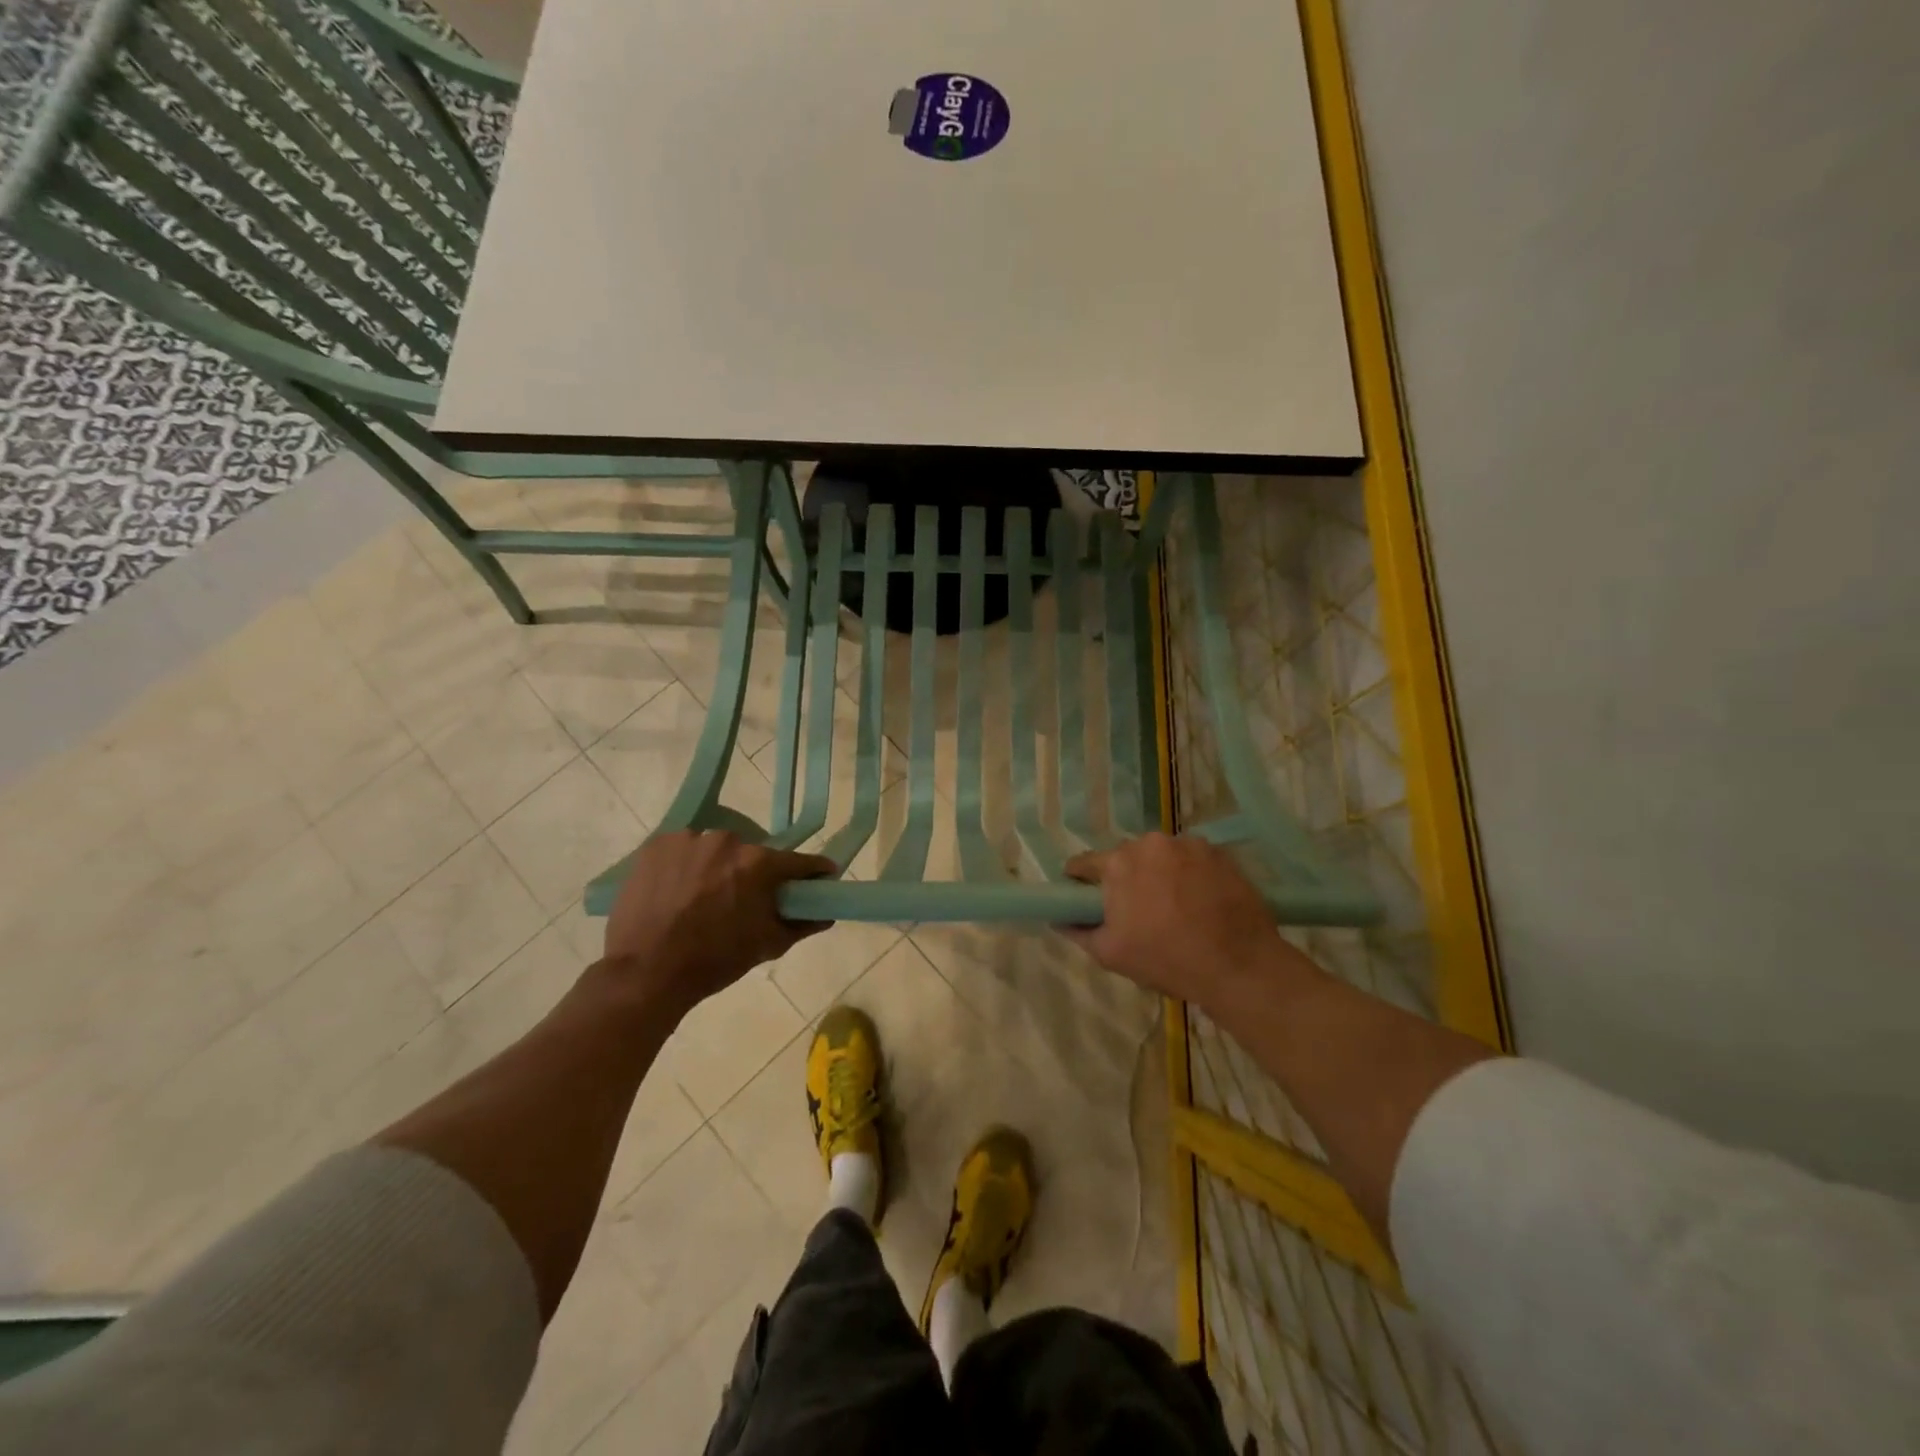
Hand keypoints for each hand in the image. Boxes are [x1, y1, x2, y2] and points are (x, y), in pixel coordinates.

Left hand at [602, 831, 834, 1012]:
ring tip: (701, 897)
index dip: (812, 872)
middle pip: (751, 853)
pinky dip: (685, 865)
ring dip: (716, 867)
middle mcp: (728, 841)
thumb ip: (802, 924)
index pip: (798, 862)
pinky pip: (683, 849)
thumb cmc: (714, 961)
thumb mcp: (767, 945)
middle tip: (743, 899)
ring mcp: (689, 839)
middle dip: (753, 873)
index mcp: (759, 863)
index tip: (820, 878)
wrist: (646, 973)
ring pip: (714, 850)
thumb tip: (826, 913)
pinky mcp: (657, 845)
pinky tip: (675, 890)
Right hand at [1062, 833, 1289, 1009]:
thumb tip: (1059, 918)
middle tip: (1137, 910)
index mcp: (1118, 863)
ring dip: (1160, 873)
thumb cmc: (1166, 960)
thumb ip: (1078, 930)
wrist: (1239, 966)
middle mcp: (1150, 843)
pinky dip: (1190, 874)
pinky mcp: (1219, 852)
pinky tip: (1200, 901)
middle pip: (1126, 857)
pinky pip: (1192, 859)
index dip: (1079, 881)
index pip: (1084, 863)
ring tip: (1174, 906)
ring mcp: (1188, 844)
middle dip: (1126, 878)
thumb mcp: (1110, 954)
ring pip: (1161, 856)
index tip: (1084, 898)